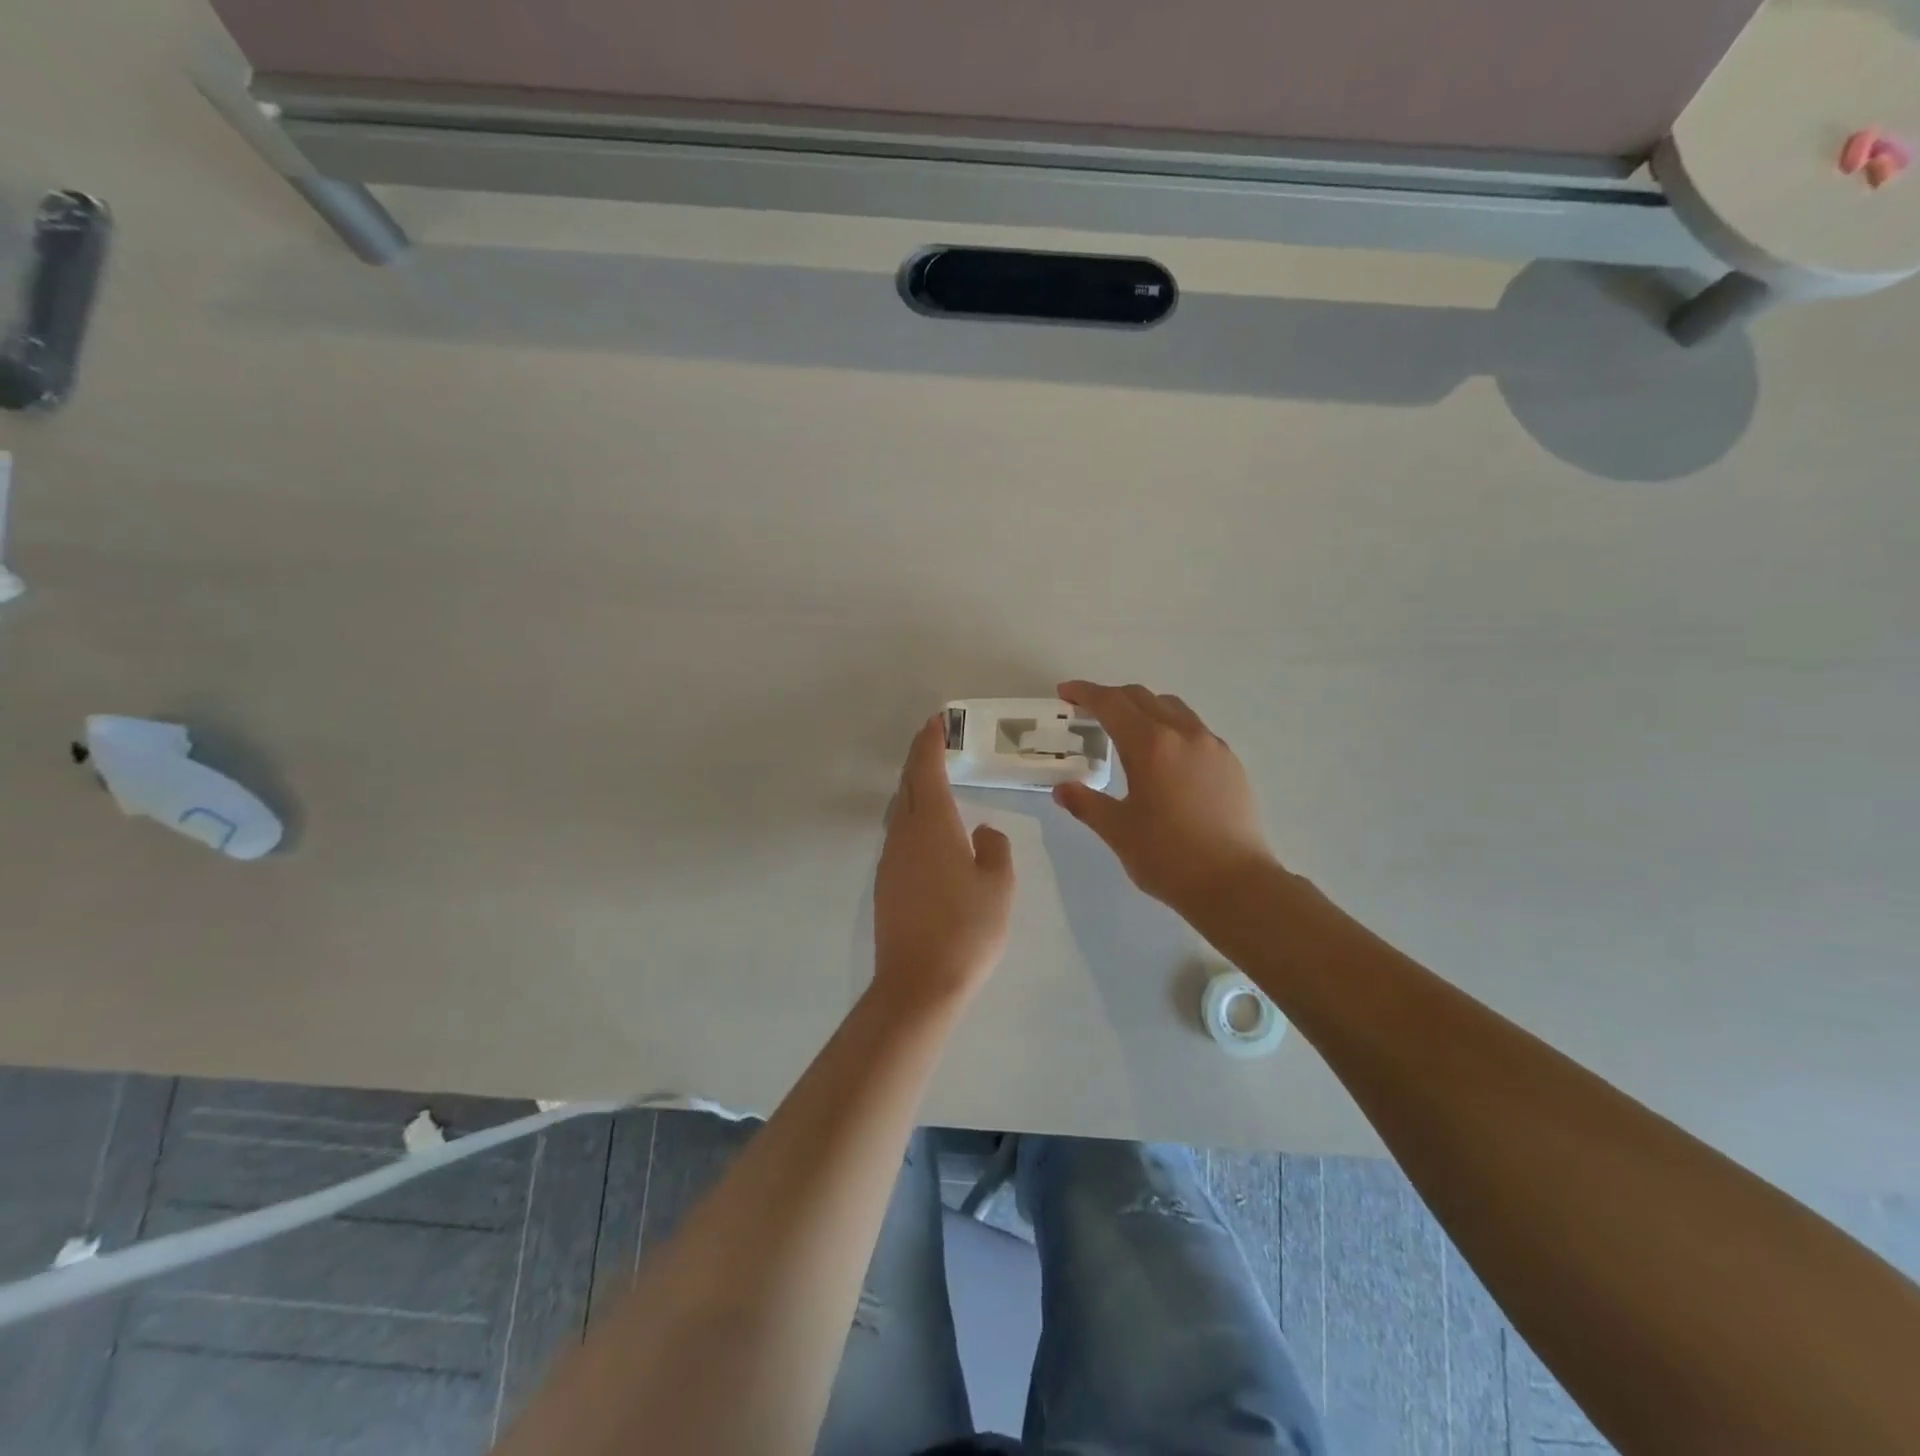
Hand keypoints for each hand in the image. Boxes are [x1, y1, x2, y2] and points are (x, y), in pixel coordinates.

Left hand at [873, 714, 1016, 1011]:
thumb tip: (982, 832)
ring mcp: (890, 860)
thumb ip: (994, 849)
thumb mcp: (998, 886)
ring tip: (933, 778)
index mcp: (933, 826)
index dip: (930, 743)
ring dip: (913, 787)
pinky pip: (899, 834)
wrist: (919, 984)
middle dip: (919, 758)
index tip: (935, 721)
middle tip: (935, 739)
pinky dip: (911, 815)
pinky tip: (928, 830)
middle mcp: (904, 835)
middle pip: (907, 785)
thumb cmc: (967, 930)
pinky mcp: (886, 883)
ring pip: (900, 810)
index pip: (926, 770)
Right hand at [1052, 681, 1278, 912]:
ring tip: (1127, 729)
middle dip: (1112, 697)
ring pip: (1173, 708)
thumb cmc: (1168, 857)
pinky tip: (1165, 757)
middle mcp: (1183, 734)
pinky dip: (1170, 728)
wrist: (1236, 884)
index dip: (1084, 693)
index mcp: (1150, 745)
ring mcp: (1212, 746)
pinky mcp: (1231, 763)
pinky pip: (1194, 729)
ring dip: (1144, 708)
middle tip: (1088, 710)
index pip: (1111, 704)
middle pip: (1142, 697)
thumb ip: (1086, 804)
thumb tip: (1063, 789)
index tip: (1065, 693)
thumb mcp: (1118, 831)